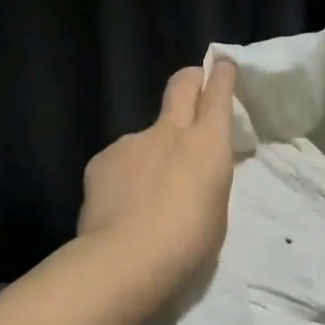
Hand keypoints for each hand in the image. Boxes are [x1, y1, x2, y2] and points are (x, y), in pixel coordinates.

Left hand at [79, 61, 237, 287]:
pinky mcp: (101, 160)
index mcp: (208, 146)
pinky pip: (120, 161)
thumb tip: (190, 175)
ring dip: (151, 152)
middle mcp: (169, 132)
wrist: (127, 258)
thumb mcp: (215, 211)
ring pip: (146, 135)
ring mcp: (131, 142)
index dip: (222, 77)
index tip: (223, 66)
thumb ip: (205, 182)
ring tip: (147, 194)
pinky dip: (125, 176)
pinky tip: (122, 206)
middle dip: (191, 79)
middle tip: (194, 85)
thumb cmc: (188, 244)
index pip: (217, 96)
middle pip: (181, 86)